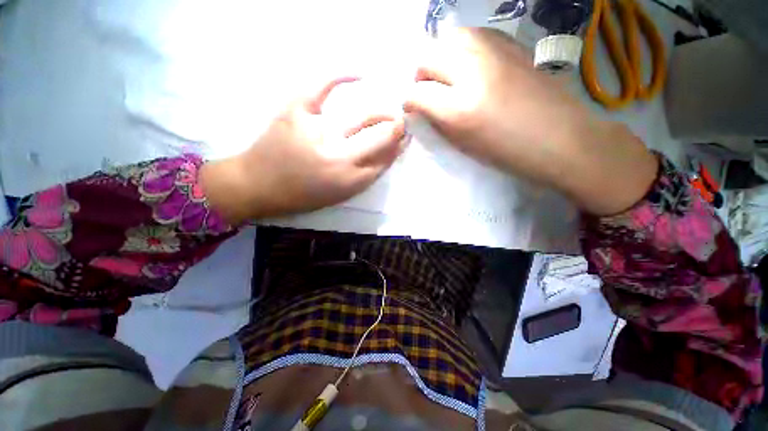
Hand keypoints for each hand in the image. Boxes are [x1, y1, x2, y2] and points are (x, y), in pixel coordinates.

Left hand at [201, 77, 406, 223]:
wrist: (257, 185)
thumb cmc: (302, 195)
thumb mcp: (341, 194)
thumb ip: (366, 175)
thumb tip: (389, 152)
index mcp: (350, 180)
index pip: (386, 158)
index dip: (398, 145)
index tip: (404, 137)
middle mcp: (340, 158)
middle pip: (381, 137)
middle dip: (395, 128)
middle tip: (398, 121)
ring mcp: (318, 132)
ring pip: (363, 118)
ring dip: (380, 114)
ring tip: (384, 114)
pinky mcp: (296, 112)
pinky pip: (323, 86)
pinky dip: (342, 75)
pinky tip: (359, 73)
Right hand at [405, 28, 656, 214]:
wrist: (561, 139)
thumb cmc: (508, 153)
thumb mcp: (464, 145)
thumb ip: (439, 123)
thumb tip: (423, 108)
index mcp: (460, 109)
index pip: (418, 94)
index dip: (409, 101)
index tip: (411, 107)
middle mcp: (473, 73)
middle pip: (430, 57)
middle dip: (421, 75)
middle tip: (427, 90)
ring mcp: (495, 53)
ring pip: (452, 37)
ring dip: (441, 55)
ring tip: (447, 74)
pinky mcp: (513, 45)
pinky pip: (477, 34)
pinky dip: (464, 47)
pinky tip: (469, 63)